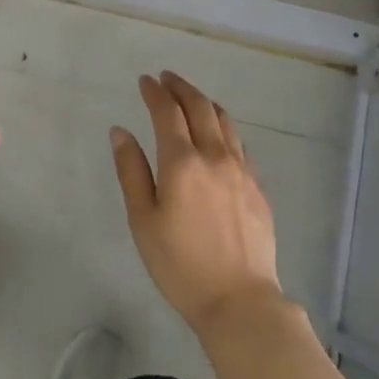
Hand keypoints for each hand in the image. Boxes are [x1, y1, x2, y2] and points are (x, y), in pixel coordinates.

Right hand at [110, 71, 284, 334]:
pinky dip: (223, 127)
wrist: (239, 300)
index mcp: (182, 163)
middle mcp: (215, 157)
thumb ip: (131, 171)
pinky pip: (239, 143)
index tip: (145, 80)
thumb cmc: (180, 265)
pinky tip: (218, 135)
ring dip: (205, 102)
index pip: (167, 113)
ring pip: (224, 121)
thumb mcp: (143, 220)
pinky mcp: (257, 187)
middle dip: (181, 88)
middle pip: (200, 108)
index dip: (155, 92)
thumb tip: (120, 131)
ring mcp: (241, 170)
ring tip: (191, 98)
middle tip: (166, 78)